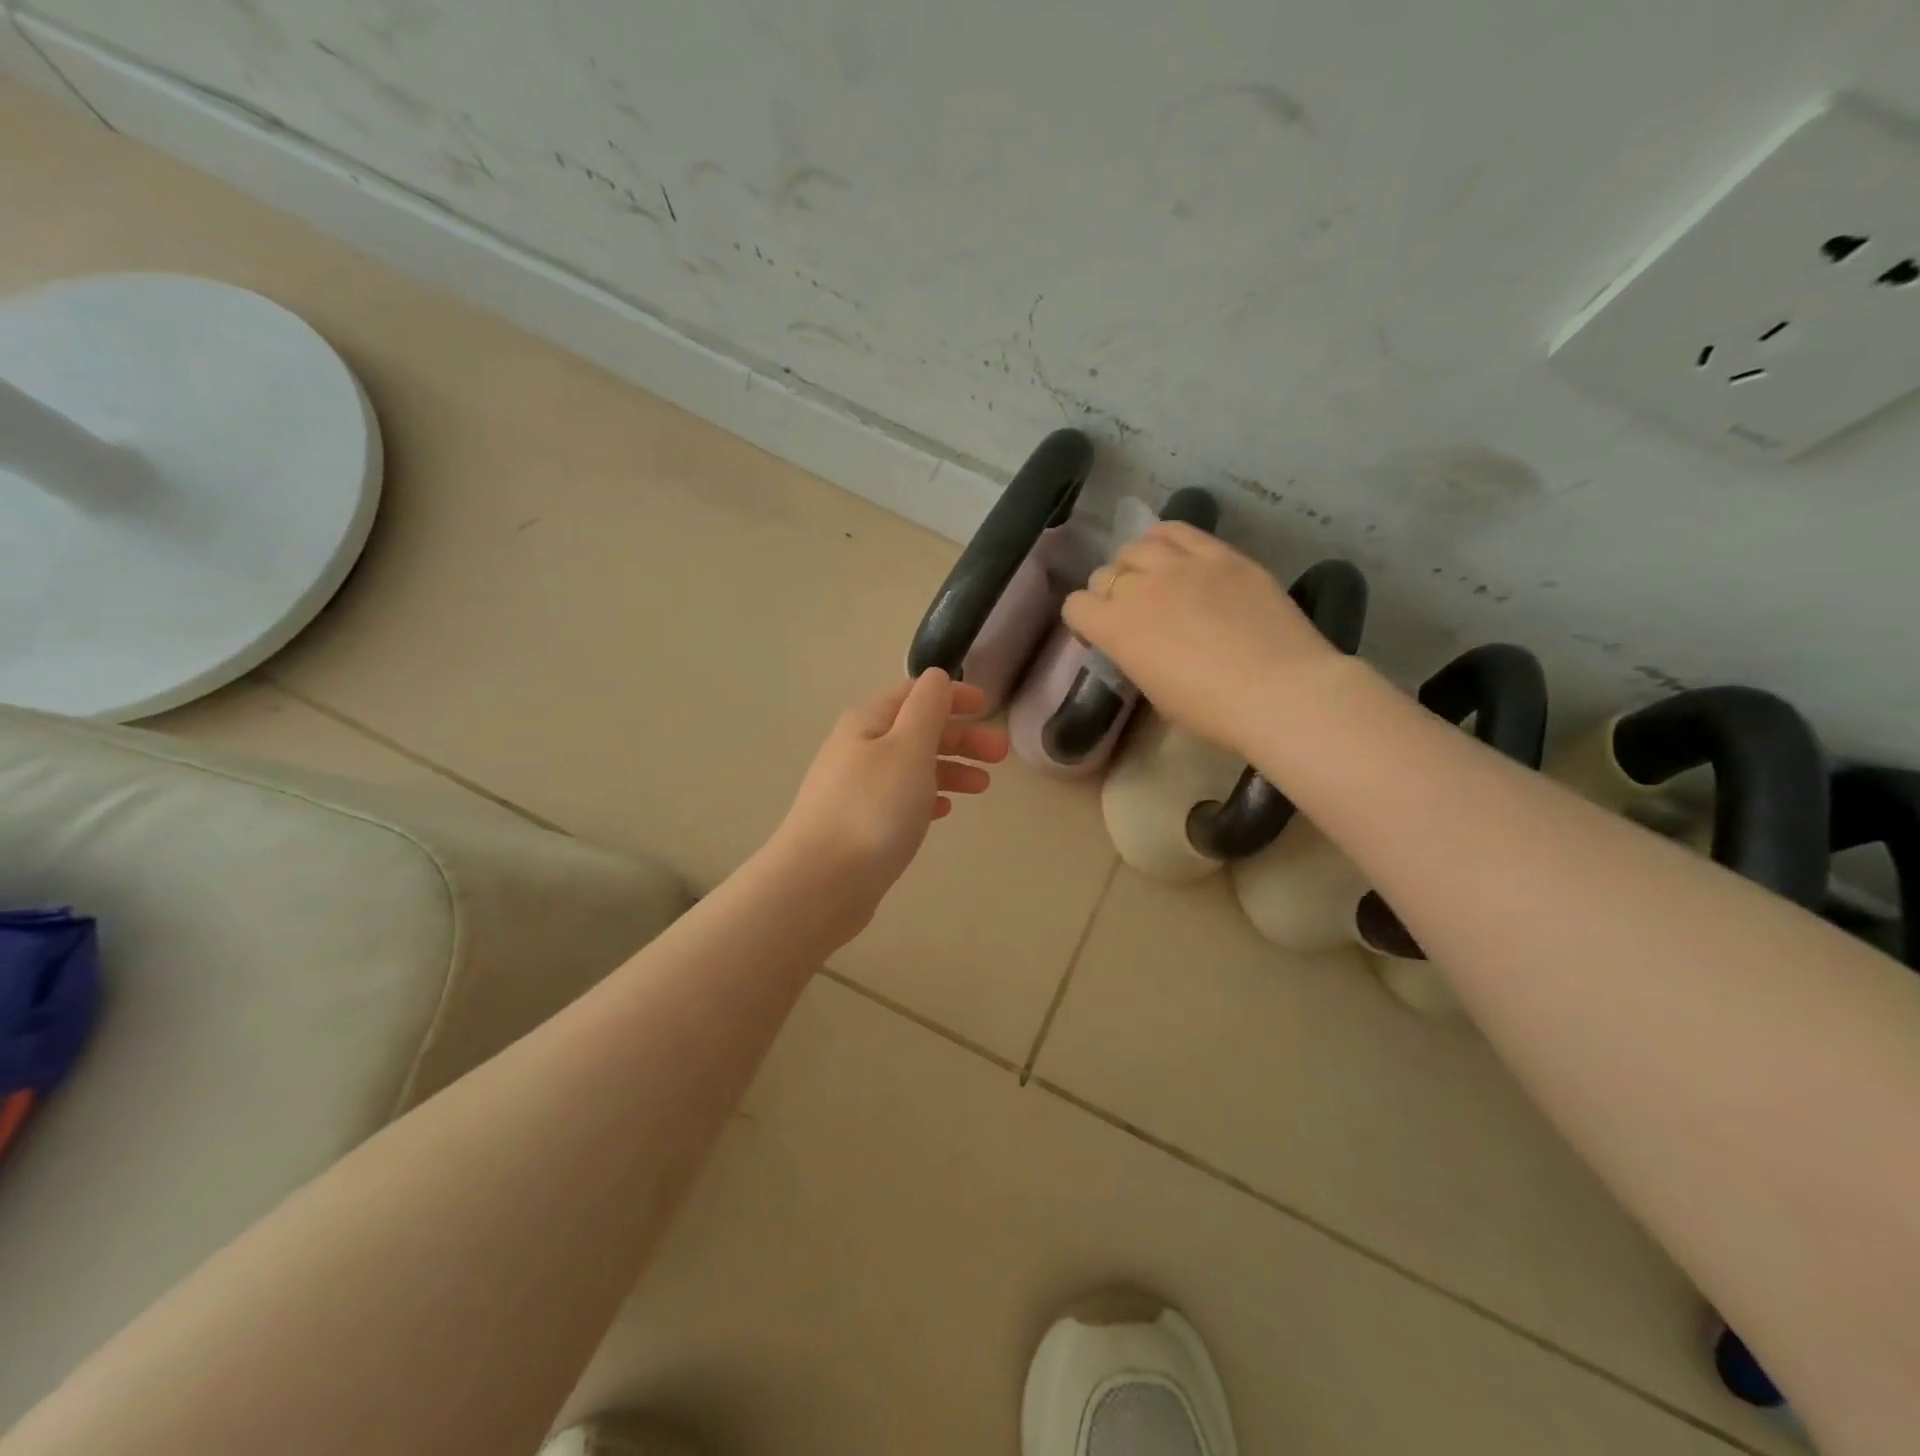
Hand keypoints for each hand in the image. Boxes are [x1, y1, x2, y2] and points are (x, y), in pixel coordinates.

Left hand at [771, 671, 1008, 932]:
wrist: (822, 881)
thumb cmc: (874, 808)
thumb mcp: (908, 747)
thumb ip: (927, 708)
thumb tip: (936, 676)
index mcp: (868, 723)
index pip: (914, 694)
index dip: (951, 695)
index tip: (988, 706)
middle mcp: (858, 750)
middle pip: (916, 731)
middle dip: (960, 737)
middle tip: (1001, 755)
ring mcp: (856, 790)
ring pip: (912, 767)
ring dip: (950, 769)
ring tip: (983, 786)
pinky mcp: (859, 826)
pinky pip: (900, 800)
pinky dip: (927, 797)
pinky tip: (945, 810)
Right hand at [1063, 522, 1343, 754]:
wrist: (1280, 692)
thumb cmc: (1212, 710)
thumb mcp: (1155, 693)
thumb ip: (1136, 657)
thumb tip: (1140, 643)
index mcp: (1115, 628)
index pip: (1075, 606)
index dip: (1084, 622)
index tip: (1100, 637)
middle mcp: (1139, 587)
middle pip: (1104, 574)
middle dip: (1109, 594)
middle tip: (1132, 613)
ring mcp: (1182, 565)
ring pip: (1136, 546)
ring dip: (1135, 564)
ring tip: (1153, 580)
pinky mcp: (1222, 555)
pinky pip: (1179, 530)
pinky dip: (1166, 540)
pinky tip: (1175, 555)